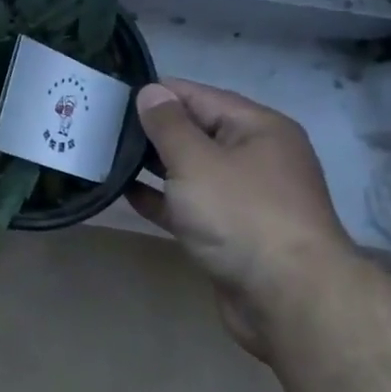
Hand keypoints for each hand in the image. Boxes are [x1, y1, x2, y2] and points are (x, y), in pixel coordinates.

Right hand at [128, 80, 352, 354]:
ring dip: (154, 165)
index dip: (157, 93)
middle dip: (153, 129)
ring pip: (192, 171)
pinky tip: (125, 193)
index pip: (199, 96)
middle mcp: (256, 157)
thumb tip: (151, 91)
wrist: (288, 300)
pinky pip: (191, 205)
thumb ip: (168, 124)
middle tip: (102, 125)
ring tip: (107, 155)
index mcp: (257, 128)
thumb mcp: (196, 160)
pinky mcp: (232, 234)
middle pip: (197, 131)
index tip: (114, 94)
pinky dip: (162, 198)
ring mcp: (245, 198)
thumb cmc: (241, 215)